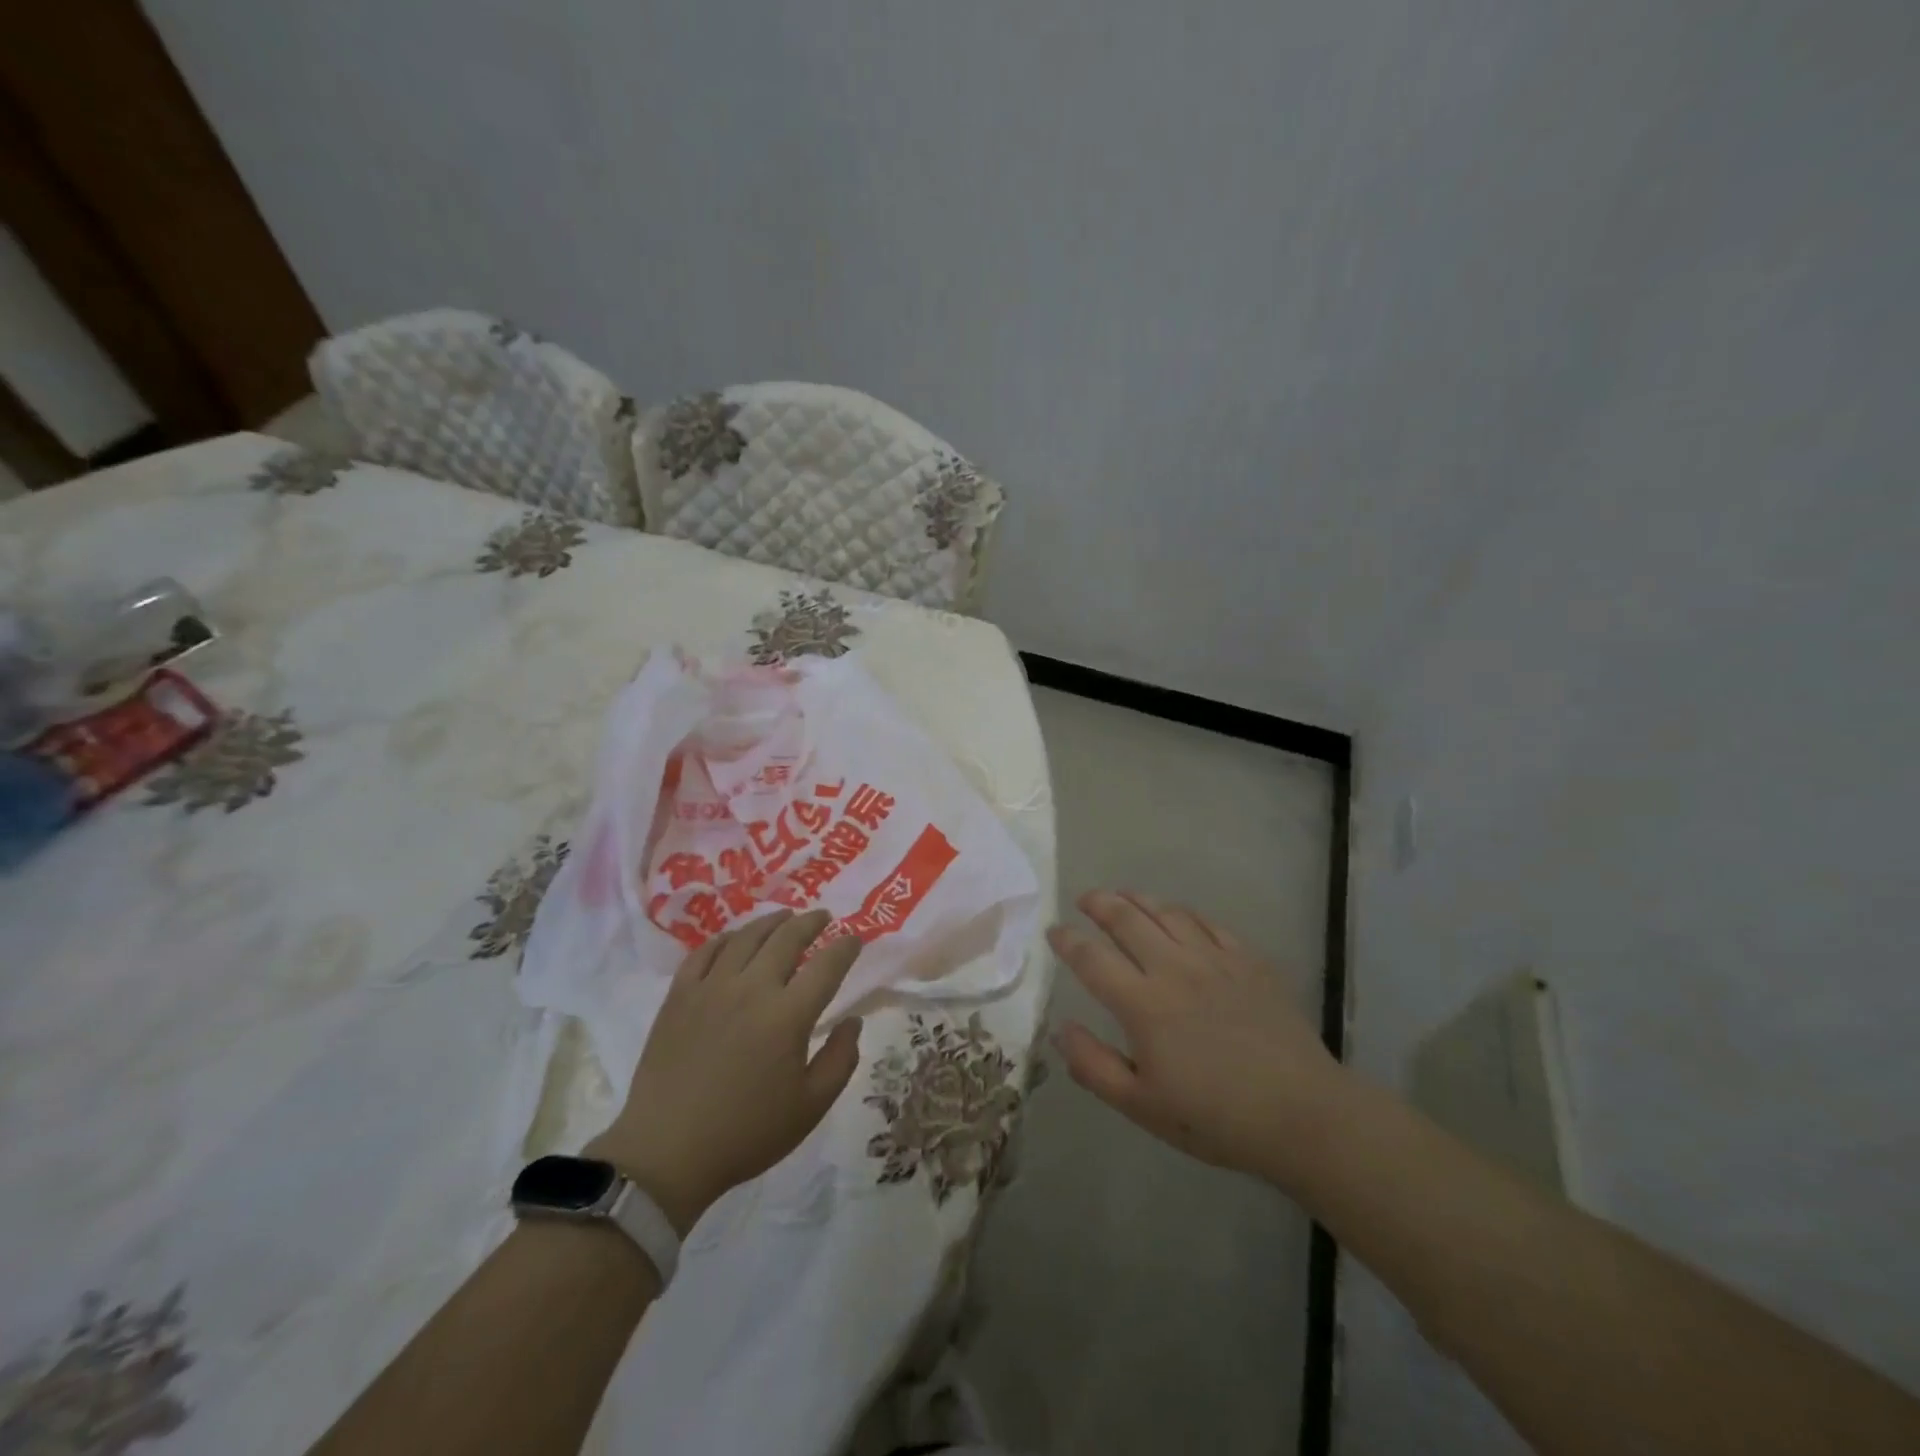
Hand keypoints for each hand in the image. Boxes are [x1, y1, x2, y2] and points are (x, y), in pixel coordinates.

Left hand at [587, 909, 863, 1233]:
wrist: (667, 1153)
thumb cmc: (746, 1133)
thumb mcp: (810, 1107)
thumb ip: (840, 1060)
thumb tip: (853, 1021)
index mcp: (788, 1015)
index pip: (827, 965)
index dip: (845, 947)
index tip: (855, 938)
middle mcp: (752, 988)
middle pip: (787, 938)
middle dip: (810, 922)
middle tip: (822, 917)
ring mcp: (712, 988)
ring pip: (746, 937)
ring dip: (771, 922)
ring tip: (784, 916)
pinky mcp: (679, 996)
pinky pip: (704, 952)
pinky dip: (725, 939)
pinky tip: (734, 939)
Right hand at [1048, 890, 1346, 1192]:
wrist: (1301, 1114)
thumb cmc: (1215, 1117)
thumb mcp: (1141, 1106)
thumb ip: (1093, 1066)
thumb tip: (1060, 1029)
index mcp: (1142, 1003)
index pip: (1091, 958)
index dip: (1067, 940)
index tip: (1054, 931)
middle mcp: (1173, 968)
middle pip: (1126, 919)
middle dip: (1099, 903)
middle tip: (1084, 899)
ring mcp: (1214, 959)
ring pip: (1166, 912)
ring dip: (1138, 899)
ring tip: (1123, 896)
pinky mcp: (1248, 960)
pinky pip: (1208, 922)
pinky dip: (1184, 913)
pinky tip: (1178, 916)